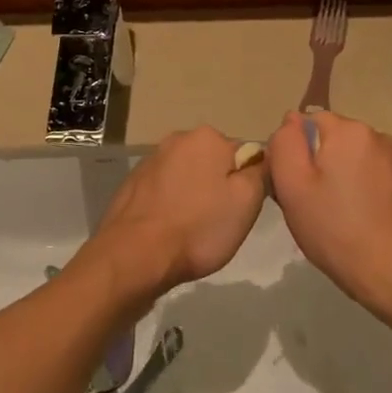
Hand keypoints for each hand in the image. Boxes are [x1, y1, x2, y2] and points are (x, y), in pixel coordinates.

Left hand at [79, 127, 266, 300]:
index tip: (241, 209)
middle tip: (219, 221)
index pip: (244, 154)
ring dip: (194, 196)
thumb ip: (260, 172)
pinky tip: (169, 229)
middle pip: (213, 163)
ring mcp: (150, 161)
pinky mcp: (131, 184)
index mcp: (207, 137)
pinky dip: (170, 205)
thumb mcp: (247, 202)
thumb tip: (258, 159)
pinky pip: (164, 191)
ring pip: (187, 177)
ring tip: (192, 229)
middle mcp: (176, 139)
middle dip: (219, 187)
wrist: (135, 255)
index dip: (249, 184)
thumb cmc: (199, 228)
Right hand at [265, 110, 391, 328]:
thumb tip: (290, 120)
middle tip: (306, 204)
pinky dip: (356, 190)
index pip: (306, 122)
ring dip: (335, 178)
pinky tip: (352, 220)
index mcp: (349, 130)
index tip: (290, 185)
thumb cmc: (335, 230)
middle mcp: (377, 136)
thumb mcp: (293, 186)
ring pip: (349, 159)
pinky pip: (368, 175)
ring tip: (329, 215)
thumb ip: (285, 144)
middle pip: (330, 139)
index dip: (292, 151)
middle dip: (315, 164)